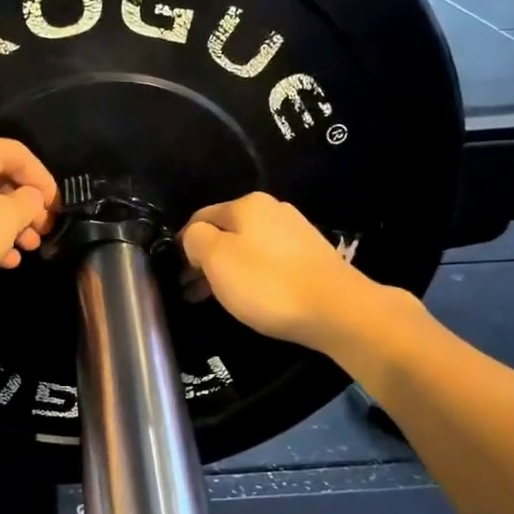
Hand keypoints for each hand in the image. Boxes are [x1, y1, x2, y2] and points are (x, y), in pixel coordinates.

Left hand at [0, 134, 56, 309]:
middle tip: (40, 234)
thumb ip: (29, 203)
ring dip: (8, 225)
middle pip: (1, 178)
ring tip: (25, 251)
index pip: (21, 154)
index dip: (45, 181)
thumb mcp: (6, 218)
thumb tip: (31, 198)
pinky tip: (0, 261)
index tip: (57, 210)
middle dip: (26, 208)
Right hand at [180, 192, 372, 349]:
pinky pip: (269, 262)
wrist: (337, 310)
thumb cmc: (267, 283)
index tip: (177, 274)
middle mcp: (273, 210)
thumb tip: (194, 237)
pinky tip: (251, 298)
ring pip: (247, 248)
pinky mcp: (311, 256)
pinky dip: (252, 277)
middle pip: (225, 233)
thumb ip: (195, 240)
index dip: (182, 245)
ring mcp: (296, 232)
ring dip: (227, 271)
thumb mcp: (217, 259)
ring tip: (216, 299)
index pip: (200, 217)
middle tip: (191, 292)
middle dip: (204, 260)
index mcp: (247, 204)